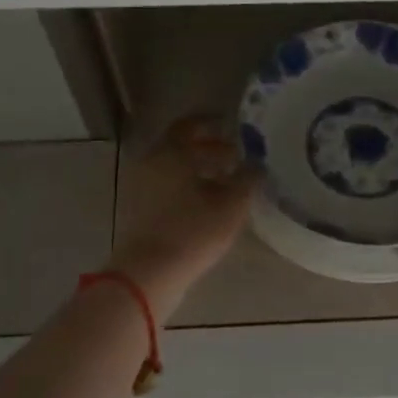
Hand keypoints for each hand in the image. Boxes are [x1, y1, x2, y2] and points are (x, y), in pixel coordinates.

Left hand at [111, 115, 258, 316]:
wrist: (149, 273)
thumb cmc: (193, 231)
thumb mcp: (232, 204)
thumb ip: (248, 178)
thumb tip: (257, 164)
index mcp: (171, 152)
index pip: (190, 125)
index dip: (212, 124)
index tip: (232, 129)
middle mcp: (152, 163)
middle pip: (182, 148)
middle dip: (210, 149)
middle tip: (236, 158)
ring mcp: (142, 187)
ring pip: (175, 169)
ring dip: (200, 171)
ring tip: (228, 183)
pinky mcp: (140, 211)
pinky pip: (167, 188)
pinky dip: (188, 188)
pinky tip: (210, 204)